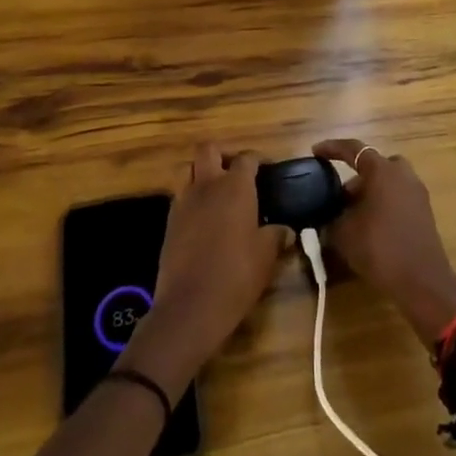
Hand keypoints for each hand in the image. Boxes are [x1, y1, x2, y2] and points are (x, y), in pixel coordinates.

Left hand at [119, 145, 286, 397]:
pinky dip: (192, 198)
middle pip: (208, 149)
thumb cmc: (236, 274)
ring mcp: (184, 201)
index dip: (258, 160)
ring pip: (188, 169)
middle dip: (223, 154)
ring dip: (202, 173)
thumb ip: (277, 236)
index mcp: (235, 187)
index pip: (246, 158)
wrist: (190, 306)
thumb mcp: (266, 256)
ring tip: (218, 193)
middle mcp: (207, 185)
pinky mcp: (169, 222)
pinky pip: (180, 196)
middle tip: (236, 173)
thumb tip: (286, 230)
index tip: (268, 170)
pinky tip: (204, 219)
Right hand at [312, 139, 455, 347]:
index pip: (353, 149)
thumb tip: (327, 215)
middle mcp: (402, 174)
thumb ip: (331, 218)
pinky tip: (370, 227)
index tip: (315, 152)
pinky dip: (382, 204)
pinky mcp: (424, 212)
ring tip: (352, 215)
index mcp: (382, 171)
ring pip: (387, 182)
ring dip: (369, 192)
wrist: (422, 282)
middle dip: (355, 178)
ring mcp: (417, 193)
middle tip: (338, 197)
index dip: (332, 148)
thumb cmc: (380, 249)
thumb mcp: (343, 233)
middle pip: (374, 166)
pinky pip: (397, 197)